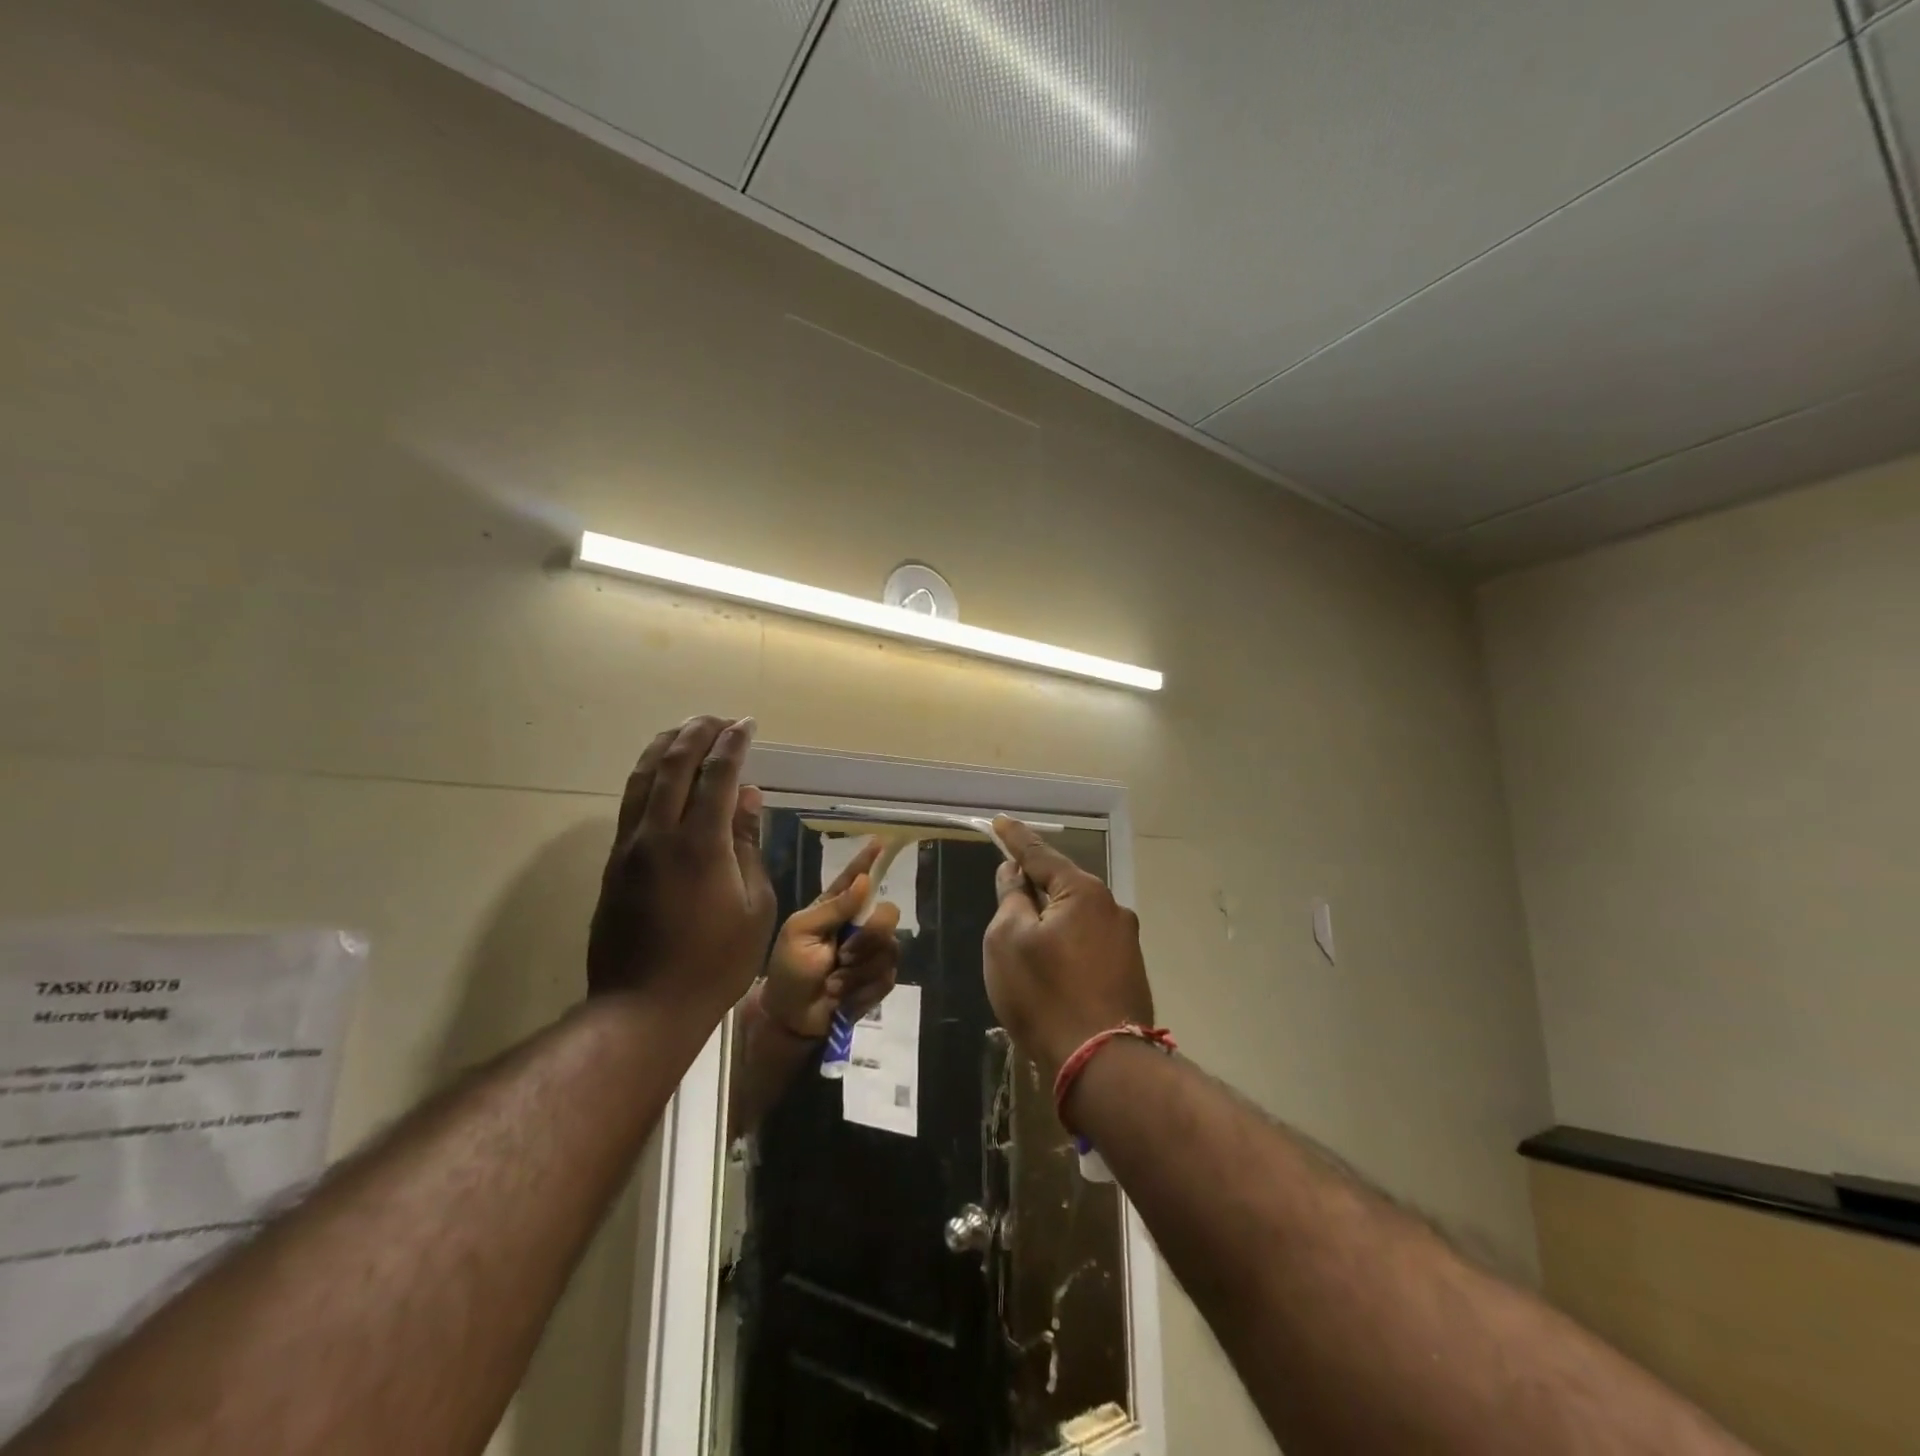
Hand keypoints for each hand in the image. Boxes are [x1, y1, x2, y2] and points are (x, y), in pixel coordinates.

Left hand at [587, 716, 776, 1018]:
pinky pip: (630, 802)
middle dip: (697, 733)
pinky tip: (660, 773)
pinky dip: (648, 775)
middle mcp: (658, 834)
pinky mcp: (614, 864)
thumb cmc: (716, 962)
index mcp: (700, 844)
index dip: (733, 744)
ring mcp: (629, 847)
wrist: (644, 1006)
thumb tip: (748, 799)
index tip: (747, 725)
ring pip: (643, 778)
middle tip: (718, 719)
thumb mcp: (754, 906)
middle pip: (674, 765)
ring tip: (685, 730)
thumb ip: (748, 846)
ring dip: (666, 747)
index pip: (717, 775)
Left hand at [761, 838, 902, 1038]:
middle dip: (869, 937)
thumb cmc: (788, 970)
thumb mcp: (800, 933)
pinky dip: (862, 988)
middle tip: (843, 955)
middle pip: (888, 914)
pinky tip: (843, 995)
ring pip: (889, 948)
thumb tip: (865, 881)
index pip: (856, 878)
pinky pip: (887, 976)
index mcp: (835, 908)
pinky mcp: (878, 980)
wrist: (790, 1017)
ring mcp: (870, 953)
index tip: (883, 841)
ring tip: (834, 981)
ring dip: (859, 969)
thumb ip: (833, 908)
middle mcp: (858, 926)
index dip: (870, 860)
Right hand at [982, 816, 1154, 1080]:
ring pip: (1076, 917)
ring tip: (1025, 944)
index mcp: (1083, 892)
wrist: (1102, 1064)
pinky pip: (1089, 943)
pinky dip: (1066, 945)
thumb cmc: (1045, 995)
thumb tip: (1016, 875)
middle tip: (1006, 892)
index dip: (1015, 838)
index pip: (1040, 854)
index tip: (999, 822)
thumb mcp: (1007, 941)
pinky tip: (1052, 970)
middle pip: (1062, 886)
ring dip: (1050, 920)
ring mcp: (1126, 941)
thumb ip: (1011, 899)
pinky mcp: (1130, 972)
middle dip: (1033, 886)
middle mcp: (1112, 908)